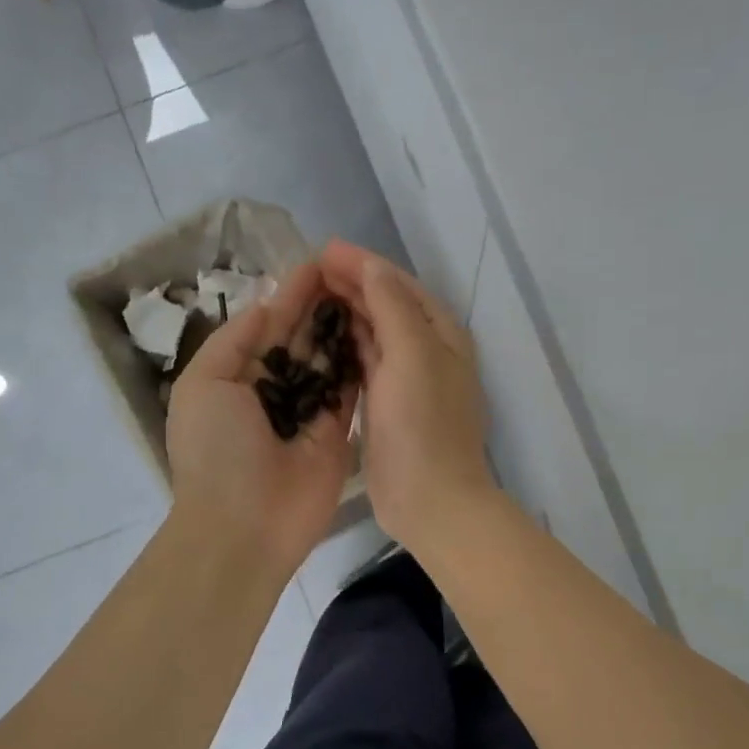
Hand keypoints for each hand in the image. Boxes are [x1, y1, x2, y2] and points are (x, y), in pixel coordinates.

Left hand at [166, 262, 356, 576]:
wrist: (246, 526)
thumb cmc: (217, 451)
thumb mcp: (205, 385)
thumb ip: (235, 341)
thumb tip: (266, 305)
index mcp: (236, 375)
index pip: (268, 325)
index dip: (292, 294)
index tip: (320, 262)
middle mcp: (274, 389)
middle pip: (302, 338)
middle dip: (323, 306)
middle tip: (354, 270)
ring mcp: (308, 410)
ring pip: (330, 359)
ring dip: (345, 327)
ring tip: (370, 291)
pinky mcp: (337, 431)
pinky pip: (350, 389)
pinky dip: (361, 362)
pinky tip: (379, 330)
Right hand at [318, 241, 496, 554]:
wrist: (430, 499)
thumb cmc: (423, 424)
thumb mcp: (412, 354)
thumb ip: (392, 305)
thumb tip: (370, 264)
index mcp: (441, 334)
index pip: (399, 285)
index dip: (363, 264)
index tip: (322, 249)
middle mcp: (429, 352)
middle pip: (387, 306)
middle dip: (352, 285)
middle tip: (307, 270)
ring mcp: (408, 381)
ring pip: (375, 335)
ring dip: (346, 314)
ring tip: (308, 296)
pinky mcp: (388, 407)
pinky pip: (366, 365)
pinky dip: (346, 348)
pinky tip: (322, 341)